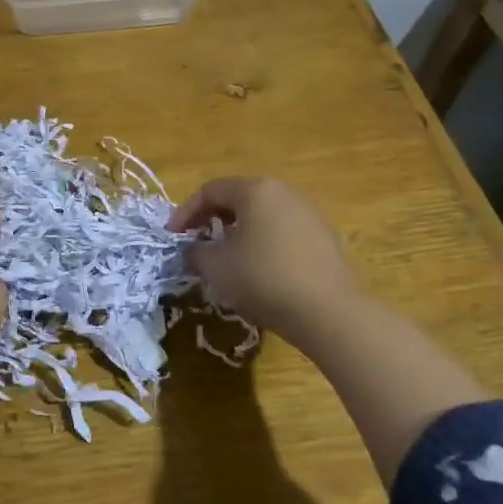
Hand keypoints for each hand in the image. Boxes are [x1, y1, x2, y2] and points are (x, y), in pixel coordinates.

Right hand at [169, 177, 363, 355]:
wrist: (329, 313)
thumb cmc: (263, 279)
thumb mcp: (216, 267)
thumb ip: (196, 251)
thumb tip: (194, 249)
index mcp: (256, 190)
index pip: (210, 191)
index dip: (185, 212)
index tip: (172, 237)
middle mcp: (284, 193)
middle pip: (238, 199)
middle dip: (212, 220)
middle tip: (197, 243)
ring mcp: (309, 214)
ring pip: (262, 215)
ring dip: (238, 232)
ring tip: (226, 259)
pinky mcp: (324, 238)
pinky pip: (283, 232)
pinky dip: (263, 244)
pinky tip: (259, 271)